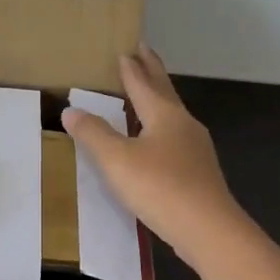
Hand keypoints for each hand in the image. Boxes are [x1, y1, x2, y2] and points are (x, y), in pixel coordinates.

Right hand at [60, 45, 244, 266]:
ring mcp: (196, 149)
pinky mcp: (199, 173)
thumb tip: (70, 110)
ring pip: (172, 116)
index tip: (126, 49)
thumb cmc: (160, 187)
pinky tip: (156, 144)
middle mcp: (184, 125)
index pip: (144, 83)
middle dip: (152, 71)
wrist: (209, 230)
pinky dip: (162, 129)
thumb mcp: (117, 160)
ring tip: (146, 96)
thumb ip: (93, 134)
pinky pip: (176, 139)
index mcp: (164, 115)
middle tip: (143, 51)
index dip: (132, 68)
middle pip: (165, 92)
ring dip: (158, 100)